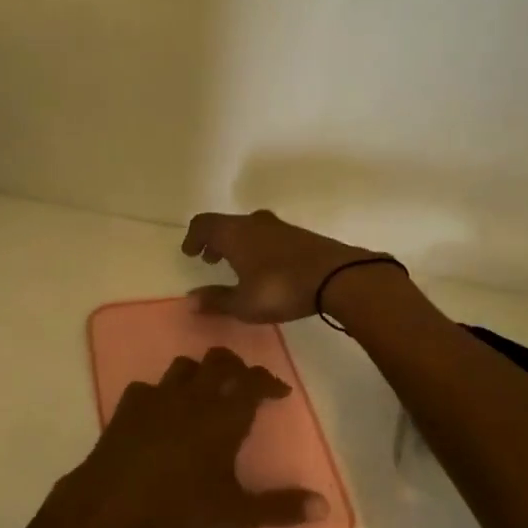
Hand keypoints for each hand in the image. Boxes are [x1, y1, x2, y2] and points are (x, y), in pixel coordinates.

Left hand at [68, 348, 325, 527]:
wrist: (117, 496)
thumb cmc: (182, 503)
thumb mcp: (237, 513)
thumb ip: (281, 508)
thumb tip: (323, 505)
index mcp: (225, 415)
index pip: (254, 382)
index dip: (269, 381)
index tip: (279, 391)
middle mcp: (195, 395)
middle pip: (219, 361)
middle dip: (236, 366)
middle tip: (243, 381)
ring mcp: (159, 395)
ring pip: (184, 366)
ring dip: (199, 372)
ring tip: (203, 389)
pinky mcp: (129, 403)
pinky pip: (148, 386)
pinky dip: (160, 393)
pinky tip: (159, 409)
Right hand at [182, 209, 379, 322]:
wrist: (338, 277)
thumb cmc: (281, 288)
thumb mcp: (244, 304)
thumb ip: (216, 300)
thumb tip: (191, 300)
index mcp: (234, 233)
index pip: (203, 224)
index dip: (193, 237)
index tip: (189, 253)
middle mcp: (253, 223)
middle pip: (226, 224)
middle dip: (214, 241)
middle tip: (210, 259)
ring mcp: (279, 227)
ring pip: (249, 228)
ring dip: (237, 243)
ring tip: (237, 265)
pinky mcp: (300, 235)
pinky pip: (268, 235)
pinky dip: (257, 246)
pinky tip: (265, 268)